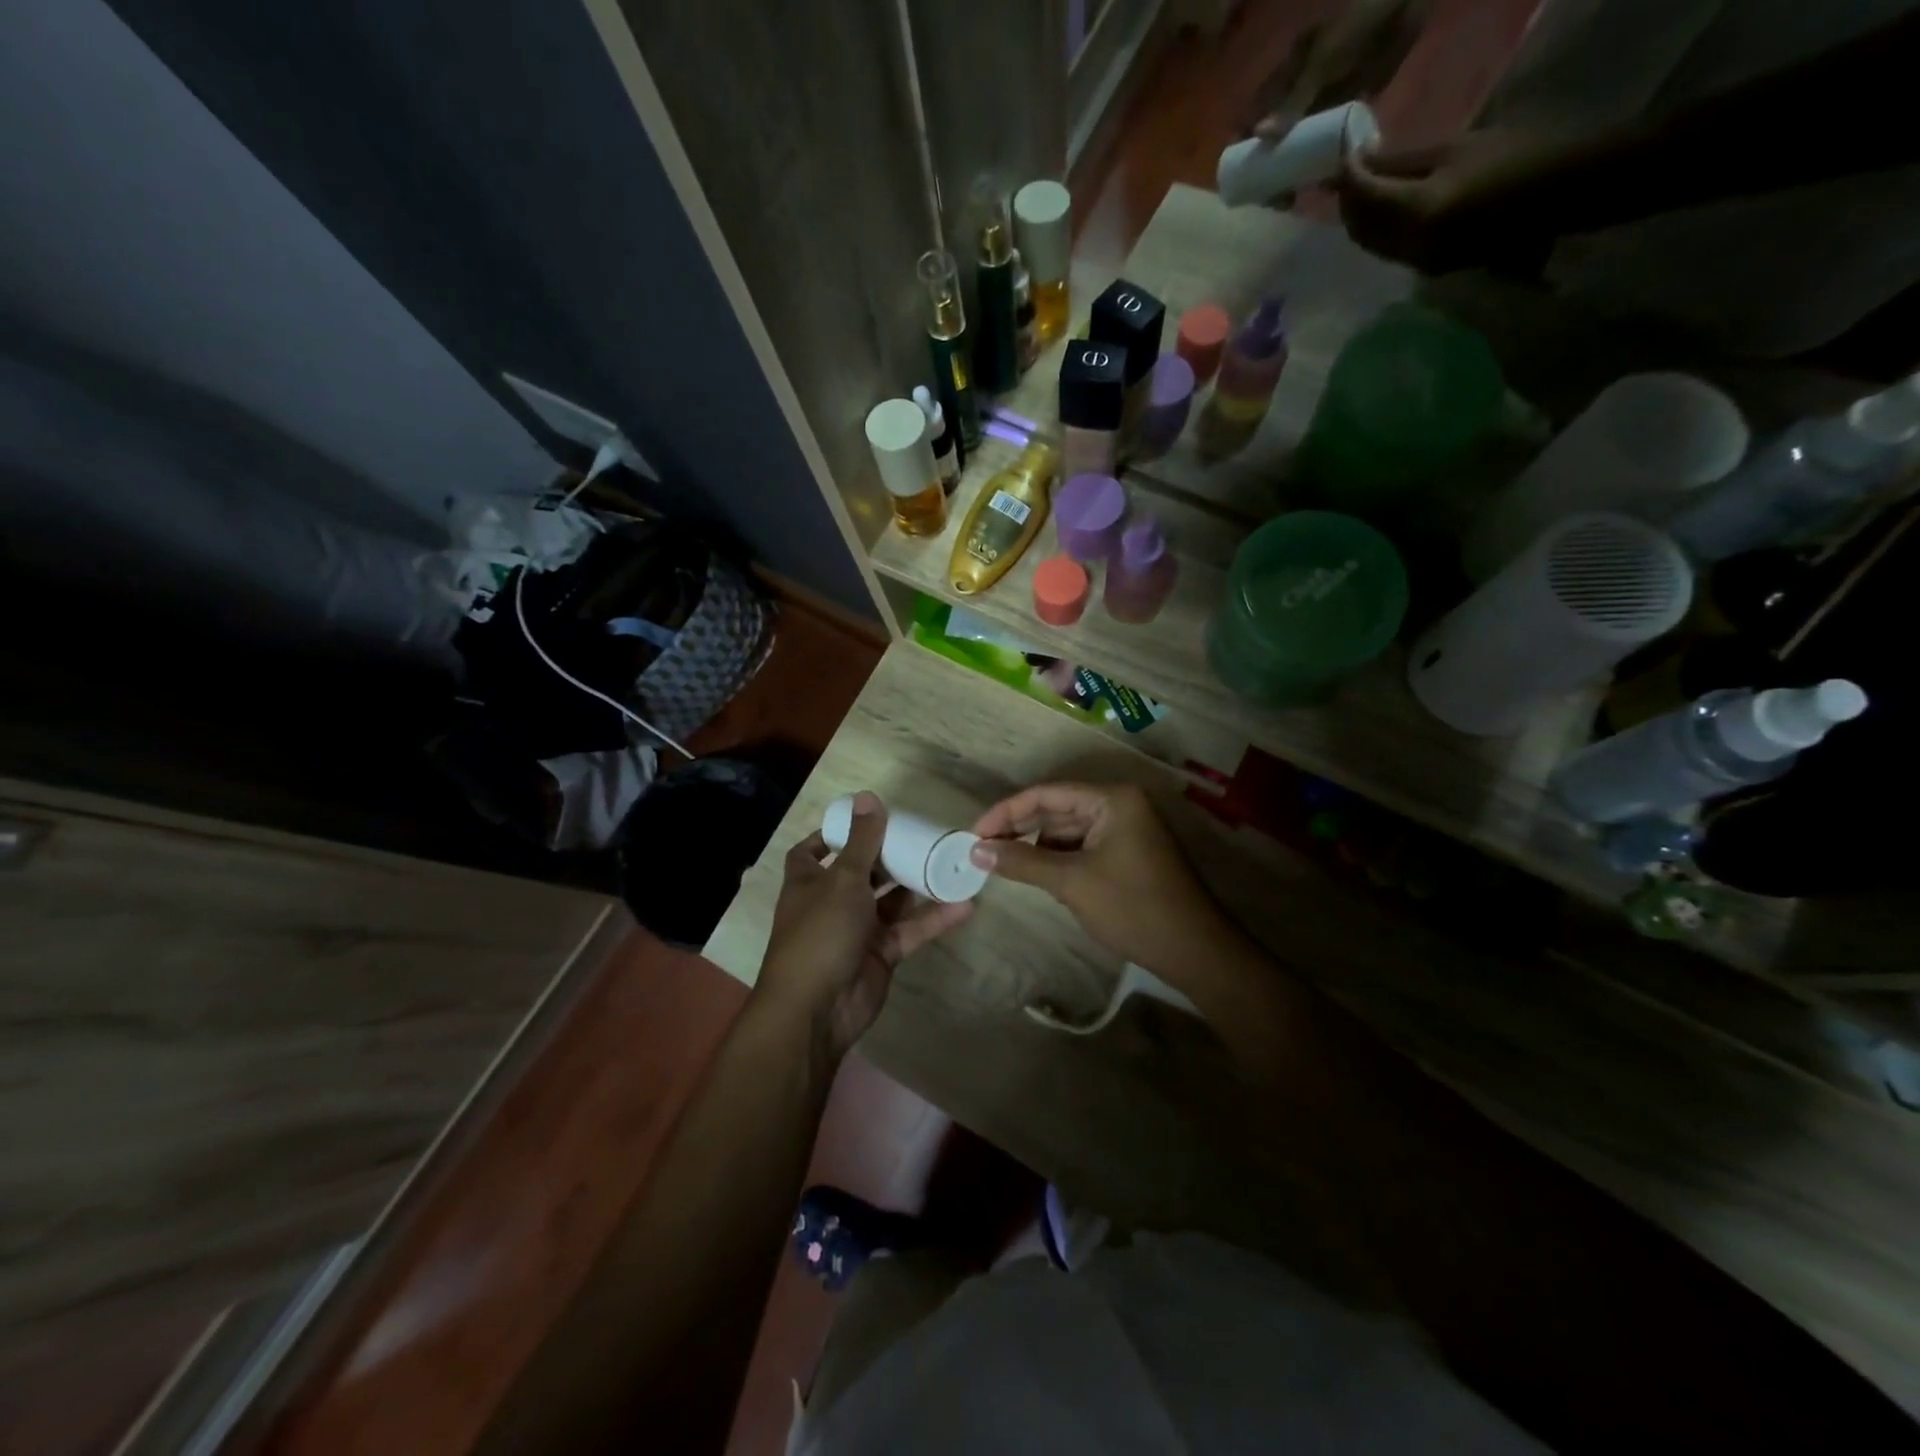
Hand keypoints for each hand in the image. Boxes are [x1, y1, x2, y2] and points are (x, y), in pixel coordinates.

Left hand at [756, 792, 973, 1059]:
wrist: (817, 1010)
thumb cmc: (821, 933)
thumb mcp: (843, 880)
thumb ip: (862, 840)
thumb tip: (867, 796)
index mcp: (809, 882)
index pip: (812, 851)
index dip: (832, 835)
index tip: (864, 820)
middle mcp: (831, 903)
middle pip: (861, 872)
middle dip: (888, 856)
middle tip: (920, 836)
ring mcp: (857, 930)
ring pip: (890, 901)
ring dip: (916, 885)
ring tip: (948, 862)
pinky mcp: (881, 954)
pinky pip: (909, 930)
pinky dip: (933, 919)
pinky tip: (964, 904)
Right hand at [968, 782, 1241, 982]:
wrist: (1196, 951)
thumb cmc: (1133, 908)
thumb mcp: (1071, 882)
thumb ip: (1022, 861)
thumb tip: (975, 850)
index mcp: (1112, 799)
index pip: (1047, 793)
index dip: (1006, 812)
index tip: (974, 834)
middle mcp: (1121, 804)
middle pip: (1057, 808)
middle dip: (1020, 829)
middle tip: (981, 850)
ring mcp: (1128, 828)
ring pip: (1069, 829)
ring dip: (1038, 845)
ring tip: (1004, 865)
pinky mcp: (1129, 852)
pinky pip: (1084, 846)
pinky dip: (1059, 858)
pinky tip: (1038, 874)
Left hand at [1337, 128, 1561, 274]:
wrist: (1554, 196)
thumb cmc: (1511, 159)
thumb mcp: (1453, 150)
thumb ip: (1401, 162)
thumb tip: (1363, 163)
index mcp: (1415, 211)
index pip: (1364, 196)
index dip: (1349, 176)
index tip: (1344, 159)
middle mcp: (1407, 245)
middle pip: (1359, 227)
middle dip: (1348, 202)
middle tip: (1348, 176)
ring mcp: (1415, 262)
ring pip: (1370, 244)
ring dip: (1360, 220)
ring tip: (1361, 192)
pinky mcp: (1426, 270)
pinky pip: (1388, 251)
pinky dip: (1378, 232)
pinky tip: (1382, 213)